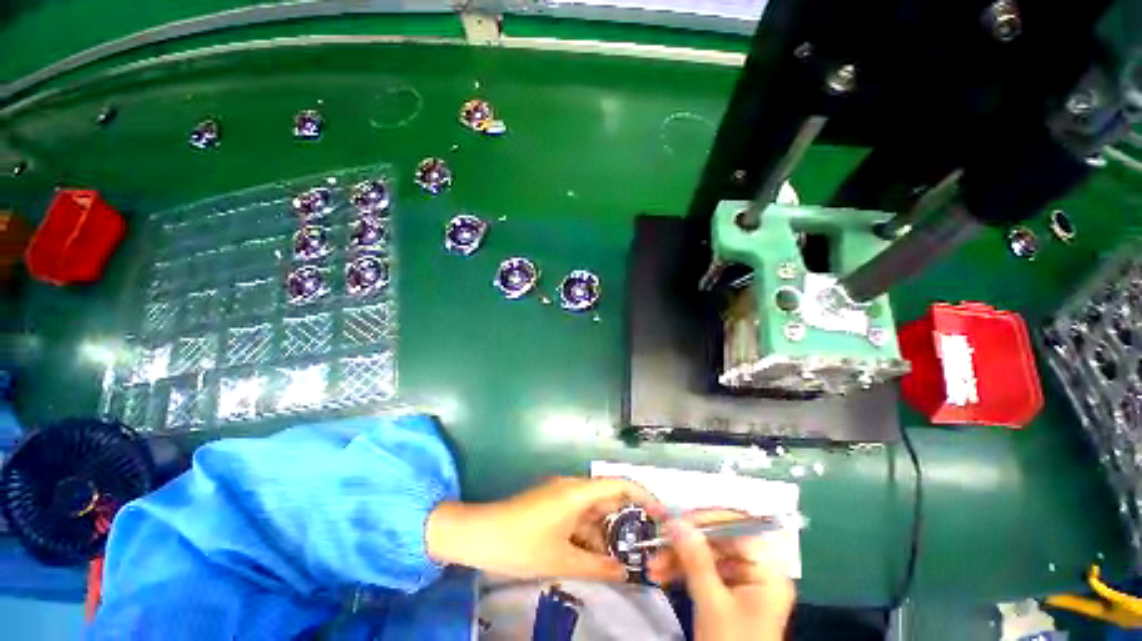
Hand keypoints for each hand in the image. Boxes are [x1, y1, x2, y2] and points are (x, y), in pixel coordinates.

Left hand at [426, 477, 661, 580]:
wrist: (478, 534)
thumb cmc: (521, 544)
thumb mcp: (562, 559)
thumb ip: (597, 566)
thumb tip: (626, 573)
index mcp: (578, 491)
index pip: (620, 485)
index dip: (644, 497)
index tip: (661, 517)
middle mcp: (573, 486)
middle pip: (608, 498)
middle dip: (626, 523)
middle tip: (643, 550)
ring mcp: (560, 494)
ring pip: (593, 510)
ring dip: (605, 533)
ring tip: (619, 562)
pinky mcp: (551, 504)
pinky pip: (578, 515)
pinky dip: (588, 534)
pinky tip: (593, 557)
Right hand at [649, 510, 794, 640]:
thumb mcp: (712, 604)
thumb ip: (695, 560)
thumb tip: (676, 520)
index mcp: (766, 570)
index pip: (735, 526)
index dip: (704, 518)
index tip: (673, 518)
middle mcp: (756, 569)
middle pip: (717, 540)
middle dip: (683, 542)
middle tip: (657, 541)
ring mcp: (741, 581)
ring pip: (705, 554)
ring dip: (677, 558)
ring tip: (653, 566)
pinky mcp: (727, 592)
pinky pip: (703, 570)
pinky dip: (682, 571)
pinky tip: (662, 574)